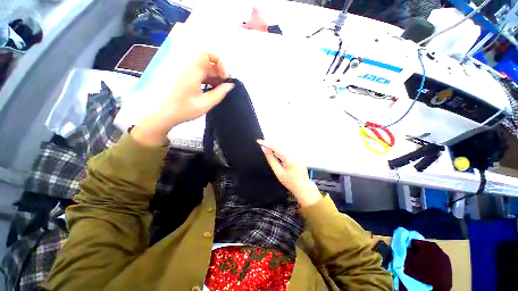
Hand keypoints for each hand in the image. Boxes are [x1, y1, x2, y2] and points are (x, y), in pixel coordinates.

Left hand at [132, 51, 233, 145]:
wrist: (158, 114)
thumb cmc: (183, 109)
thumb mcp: (205, 103)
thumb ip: (220, 93)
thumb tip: (230, 85)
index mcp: (192, 68)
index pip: (209, 53)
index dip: (220, 63)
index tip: (225, 78)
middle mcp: (185, 63)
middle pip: (205, 59)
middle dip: (217, 70)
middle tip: (223, 85)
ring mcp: (179, 67)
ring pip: (200, 65)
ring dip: (211, 74)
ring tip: (216, 88)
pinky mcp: (176, 73)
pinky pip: (193, 69)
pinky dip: (202, 76)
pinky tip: (206, 88)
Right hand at [257, 140, 321, 206]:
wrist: (302, 187)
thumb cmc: (291, 182)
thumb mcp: (278, 172)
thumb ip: (271, 159)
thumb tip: (264, 150)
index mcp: (290, 158)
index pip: (276, 147)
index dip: (266, 143)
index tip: (259, 141)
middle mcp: (294, 153)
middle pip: (280, 144)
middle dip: (270, 143)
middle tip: (261, 144)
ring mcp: (297, 153)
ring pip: (283, 145)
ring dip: (274, 145)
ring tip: (266, 147)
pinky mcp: (297, 154)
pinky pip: (286, 148)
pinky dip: (279, 148)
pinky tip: (274, 151)